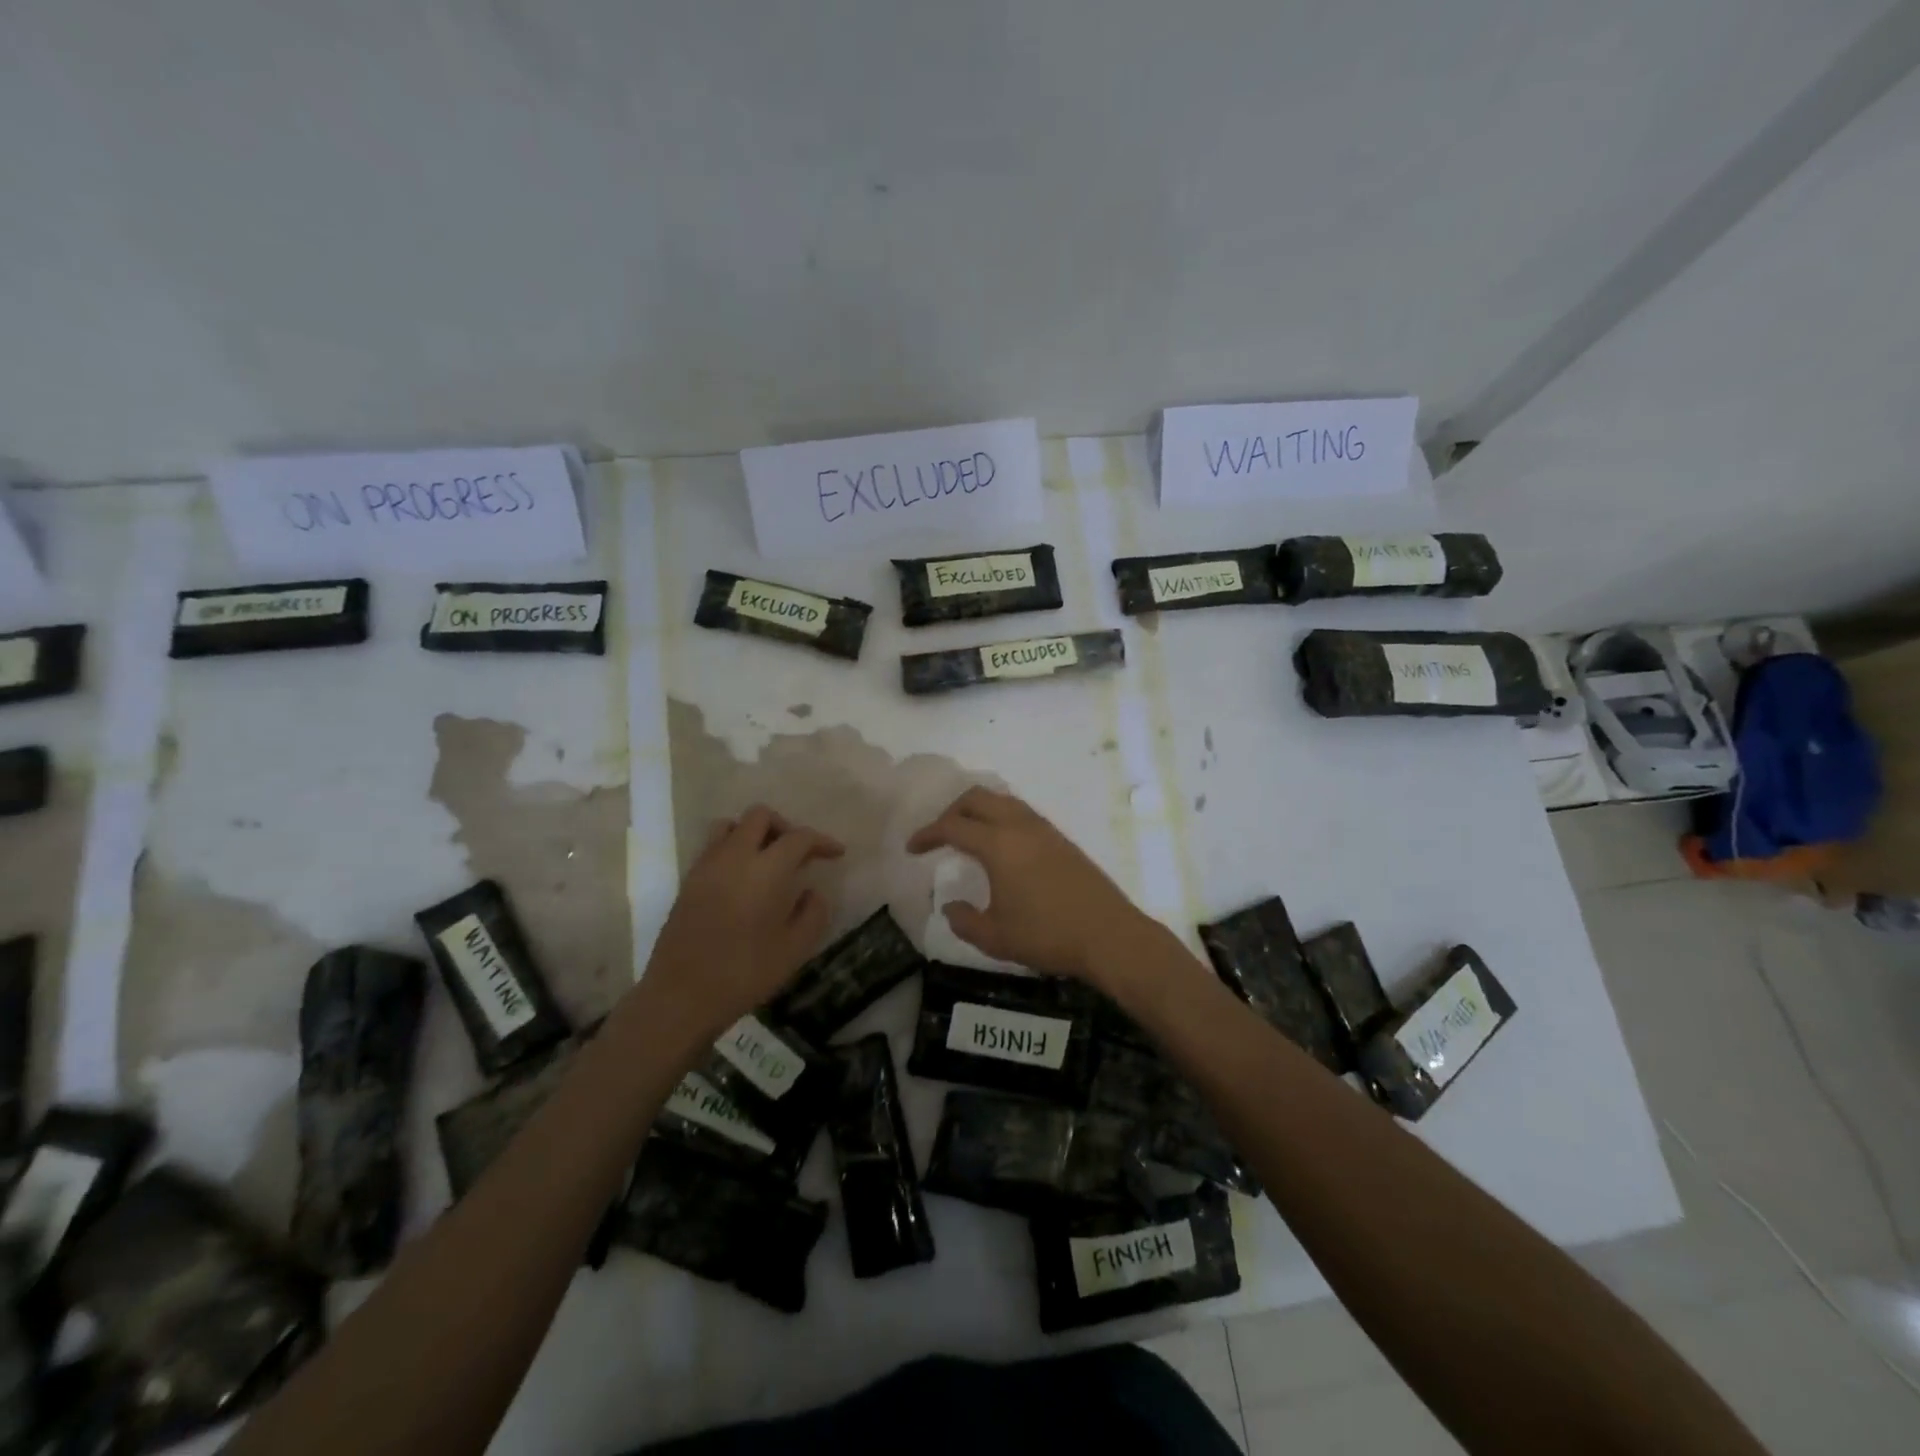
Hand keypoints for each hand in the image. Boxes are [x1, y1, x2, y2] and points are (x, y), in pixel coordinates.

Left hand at [637, 806, 842, 1040]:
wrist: (680, 998)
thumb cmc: (744, 974)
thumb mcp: (794, 950)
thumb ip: (813, 914)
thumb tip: (813, 892)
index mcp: (765, 870)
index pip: (798, 837)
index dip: (821, 841)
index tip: (836, 853)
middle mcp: (733, 857)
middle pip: (760, 816)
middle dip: (785, 827)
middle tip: (799, 854)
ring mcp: (706, 866)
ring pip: (731, 825)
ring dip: (754, 833)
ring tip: (768, 861)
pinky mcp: (688, 881)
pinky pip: (713, 847)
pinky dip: (733, 850)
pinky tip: (743, 880)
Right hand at [906, 787, 1150, 983]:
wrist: (1109, 935)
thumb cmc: (1048, 936)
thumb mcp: (995, 937)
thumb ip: (964, 920)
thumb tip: (950, 906)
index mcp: (998, 844)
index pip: (952, 826)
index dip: (927, 834)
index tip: (912, 849)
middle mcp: (1019, 826)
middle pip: (977, 798)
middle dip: (951, 811)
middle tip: (939, 836)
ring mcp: (1044, 829)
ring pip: (1002, 800)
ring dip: (978, 811)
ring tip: (967, 836)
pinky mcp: (1061, 839)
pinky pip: (1021, 813)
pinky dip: (1000, 818)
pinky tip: (1000, 847)